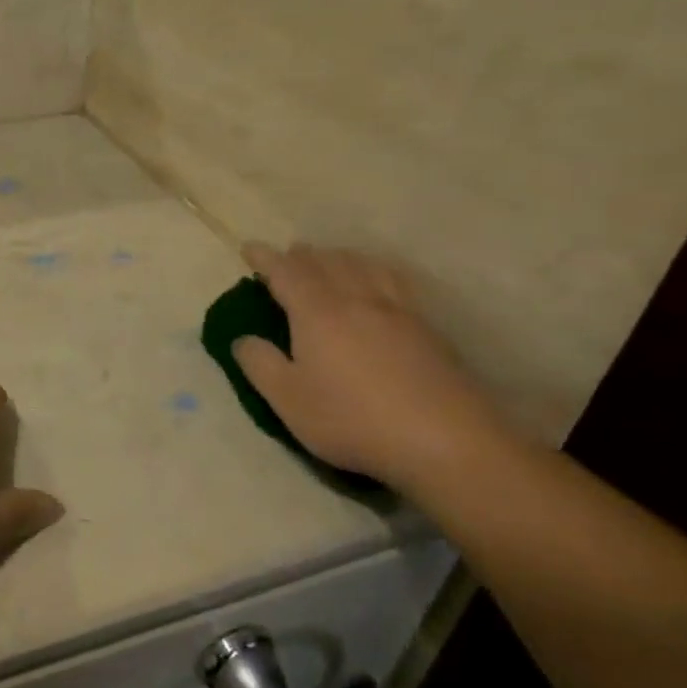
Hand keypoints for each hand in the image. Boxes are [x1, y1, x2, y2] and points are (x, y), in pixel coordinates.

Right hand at [235, 244, 509, 490]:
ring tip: (332, 260)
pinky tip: (381, 283)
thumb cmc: (352, 419)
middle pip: (327, 261)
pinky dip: (377, 270)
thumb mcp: (288, 399)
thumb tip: (242, 339)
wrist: (444, 439)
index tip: (249, 248)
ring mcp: (397, 311)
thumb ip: (260, 364)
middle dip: (303, 255)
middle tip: (288, 255)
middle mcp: (357, 299)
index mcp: (317, 312)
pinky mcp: (427, 328)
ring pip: (365, 265)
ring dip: (341, 257)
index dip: (265, 258)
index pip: (285, 272)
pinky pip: (396, 282)